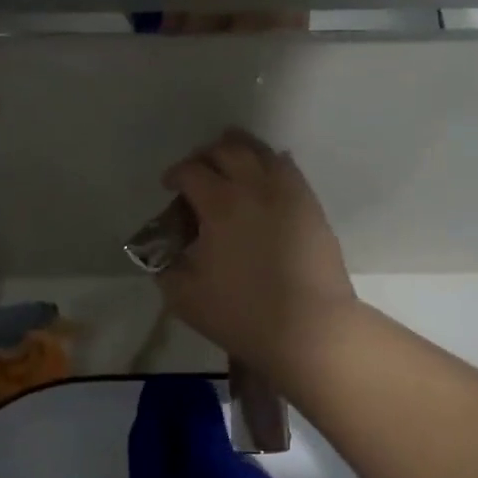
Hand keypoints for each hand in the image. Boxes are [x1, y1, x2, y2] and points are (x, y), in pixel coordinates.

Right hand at [157, 129, 356, 374]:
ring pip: (261, 152)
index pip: (191, 171)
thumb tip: (166, 252)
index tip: (170, 186)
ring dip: (240, 151)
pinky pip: (288, 169)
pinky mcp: (311, 205)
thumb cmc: (243, 312)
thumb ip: (167, 267)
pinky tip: (265, 181)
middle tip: (198, 173)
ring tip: (231, 164)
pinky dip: (270, 165)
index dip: (175, 174)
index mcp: (220, 204)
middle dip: (205, 155)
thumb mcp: (184, 297)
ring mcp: (288, 192)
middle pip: (227, 149)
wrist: (310, 327)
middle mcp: (254, 187)